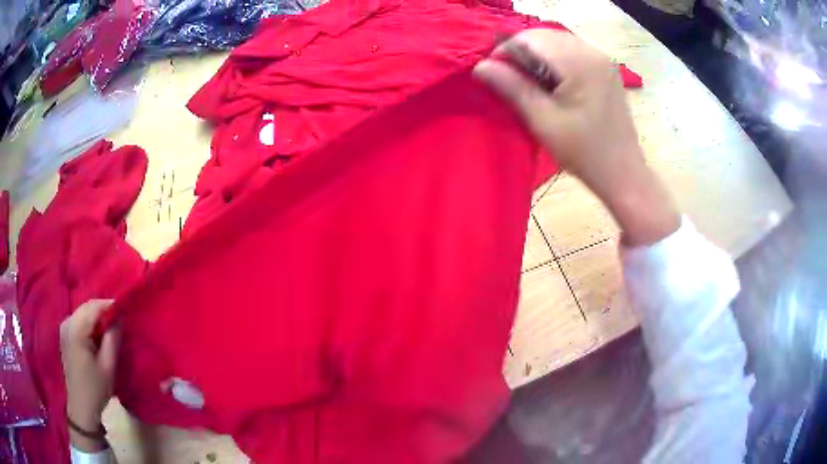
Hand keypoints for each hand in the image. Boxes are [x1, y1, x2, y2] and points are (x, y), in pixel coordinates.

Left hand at [60, 299, 119, 451]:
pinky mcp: (65, 335)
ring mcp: (64, 328)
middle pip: (87, 307)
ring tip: (110, 328)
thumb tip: (121, 317)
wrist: (81, 407)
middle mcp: (68, 323)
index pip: (94, 307)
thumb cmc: (95, 389)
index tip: (125, 311)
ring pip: (83, 313)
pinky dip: (90, 323)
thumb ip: (113, 339)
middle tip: (120, 320)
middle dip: (104, 311)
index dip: (110, 306)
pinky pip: (79, 320)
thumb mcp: (108, 367)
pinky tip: (97, 335)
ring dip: (97, 317)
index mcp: (76, 330)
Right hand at [474, 29, 679, 245]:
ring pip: (557, 42)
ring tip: (527, 82)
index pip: (530, 39)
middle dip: (521, 52)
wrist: (623, 174)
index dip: (505, 51)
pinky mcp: (606, 69)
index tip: (492, 75)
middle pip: (544, 36)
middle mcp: (592, 52)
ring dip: (537, 55)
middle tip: (508, 79)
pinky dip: (554, 60)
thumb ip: (512, 87)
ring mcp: (602, 59)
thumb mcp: (543, 121)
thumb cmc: (584, 153)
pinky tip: (550, 82)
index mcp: (579, 62)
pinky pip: (572, 52)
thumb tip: (481, 66)